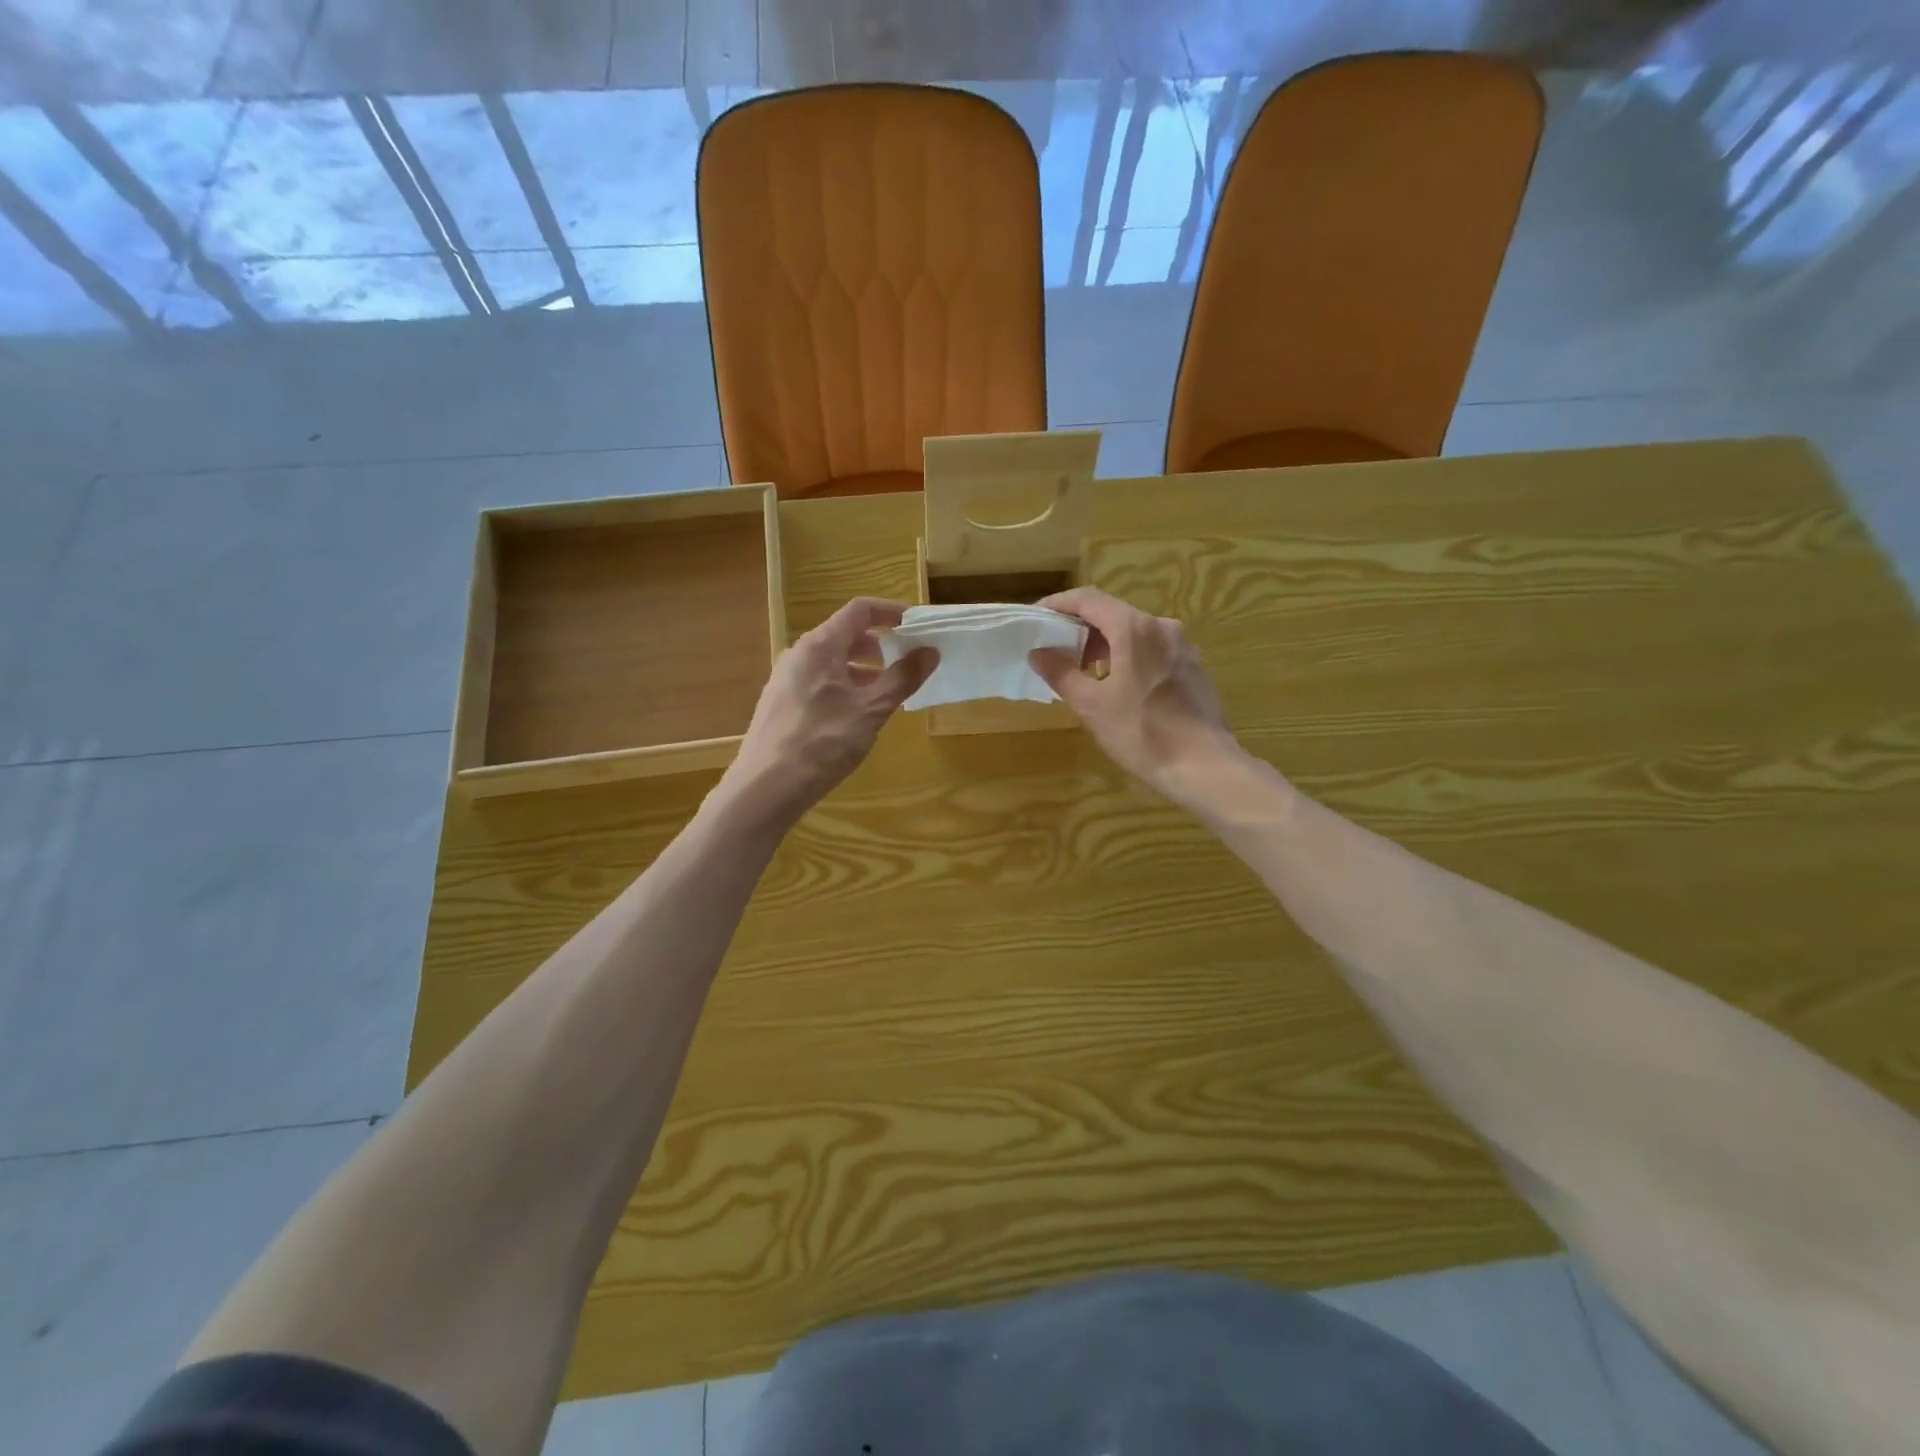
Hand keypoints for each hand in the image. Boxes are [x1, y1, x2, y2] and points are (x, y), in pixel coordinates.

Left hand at [719, 598, 936, 829]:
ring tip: (887, 694)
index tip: (918, 626)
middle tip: (907, 663)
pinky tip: (856, 717)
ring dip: (863, 670)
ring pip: (832, 662)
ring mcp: (785, 680)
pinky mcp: (780, 705)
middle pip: (845, 635)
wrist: (766, 788)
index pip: (859, 610)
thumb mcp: (871, 710)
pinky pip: (819, 682)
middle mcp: (798, 655)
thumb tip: (930, 651)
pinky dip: (844, 687)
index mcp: (819, 646)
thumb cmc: (823, 742)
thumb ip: (902, 678)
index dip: (891, 612)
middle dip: (880, 645)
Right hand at [1029, 587, 1240, 808]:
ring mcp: (1182, 646)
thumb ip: (1061, 673)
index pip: (1088, 599)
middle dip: (1081, 627)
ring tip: (1083, 671)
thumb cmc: (1142, 733)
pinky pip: (1153, 649)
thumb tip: (1038, 652)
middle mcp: (1162, 627)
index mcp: (1134, 629)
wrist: (1204, 766)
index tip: (1037, 618)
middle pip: (1113, 613)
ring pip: (1134, 632)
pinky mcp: (1193, 667)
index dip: (1059, 604)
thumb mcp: (1092, 705)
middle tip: (1056, 649)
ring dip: (1105, 644)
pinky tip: (1119, 686)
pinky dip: (1129, 656)